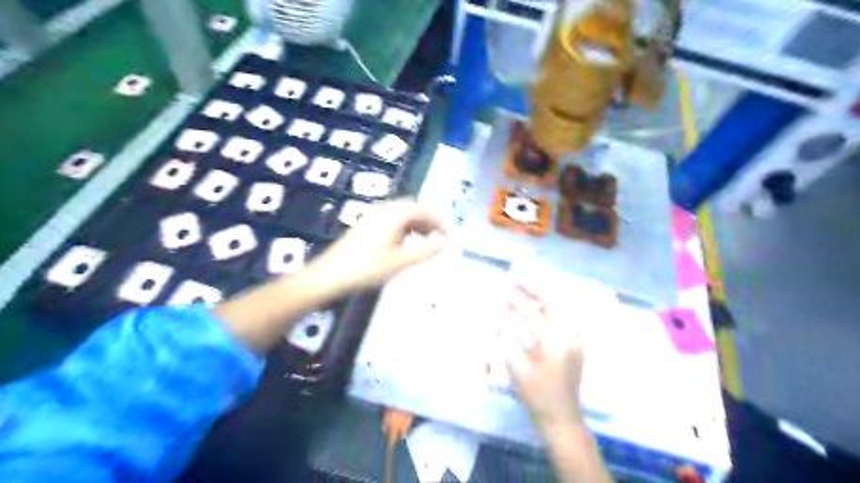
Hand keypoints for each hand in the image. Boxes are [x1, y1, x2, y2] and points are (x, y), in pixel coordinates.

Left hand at [304, 198, 450, 294]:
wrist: (329, 275)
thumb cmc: (366, 268)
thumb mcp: (400, 261)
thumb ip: (426, 250)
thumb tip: (447, 242)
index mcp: (393, 214)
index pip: (423, 209)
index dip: (439, 220)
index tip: (449, 235)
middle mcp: (384, 210)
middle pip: (413, 209)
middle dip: (429, 222)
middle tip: (439, 239)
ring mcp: (373, 217)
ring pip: (402, 215)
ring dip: (417, 226)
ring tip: (426, 243)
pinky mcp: (366, 226)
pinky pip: (392, 221)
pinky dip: (404, 229)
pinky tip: (405, 244)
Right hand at [501, 283, 587, 430]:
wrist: (561, 416)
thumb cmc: (534, 394)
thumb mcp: (515, 366)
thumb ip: (505, 335)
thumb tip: (496, 310)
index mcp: (554, 344)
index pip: (531, 313)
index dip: (515, 299)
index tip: (503, 286)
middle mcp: (571, 336)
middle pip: (553, 302)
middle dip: (533, 288)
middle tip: (516, 278)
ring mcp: (578, 338)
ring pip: (562, 306)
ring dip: (543, 295)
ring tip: (525, 287)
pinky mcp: (579, 342)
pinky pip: (566, 315)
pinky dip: (552, 306)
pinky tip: (539, 304)